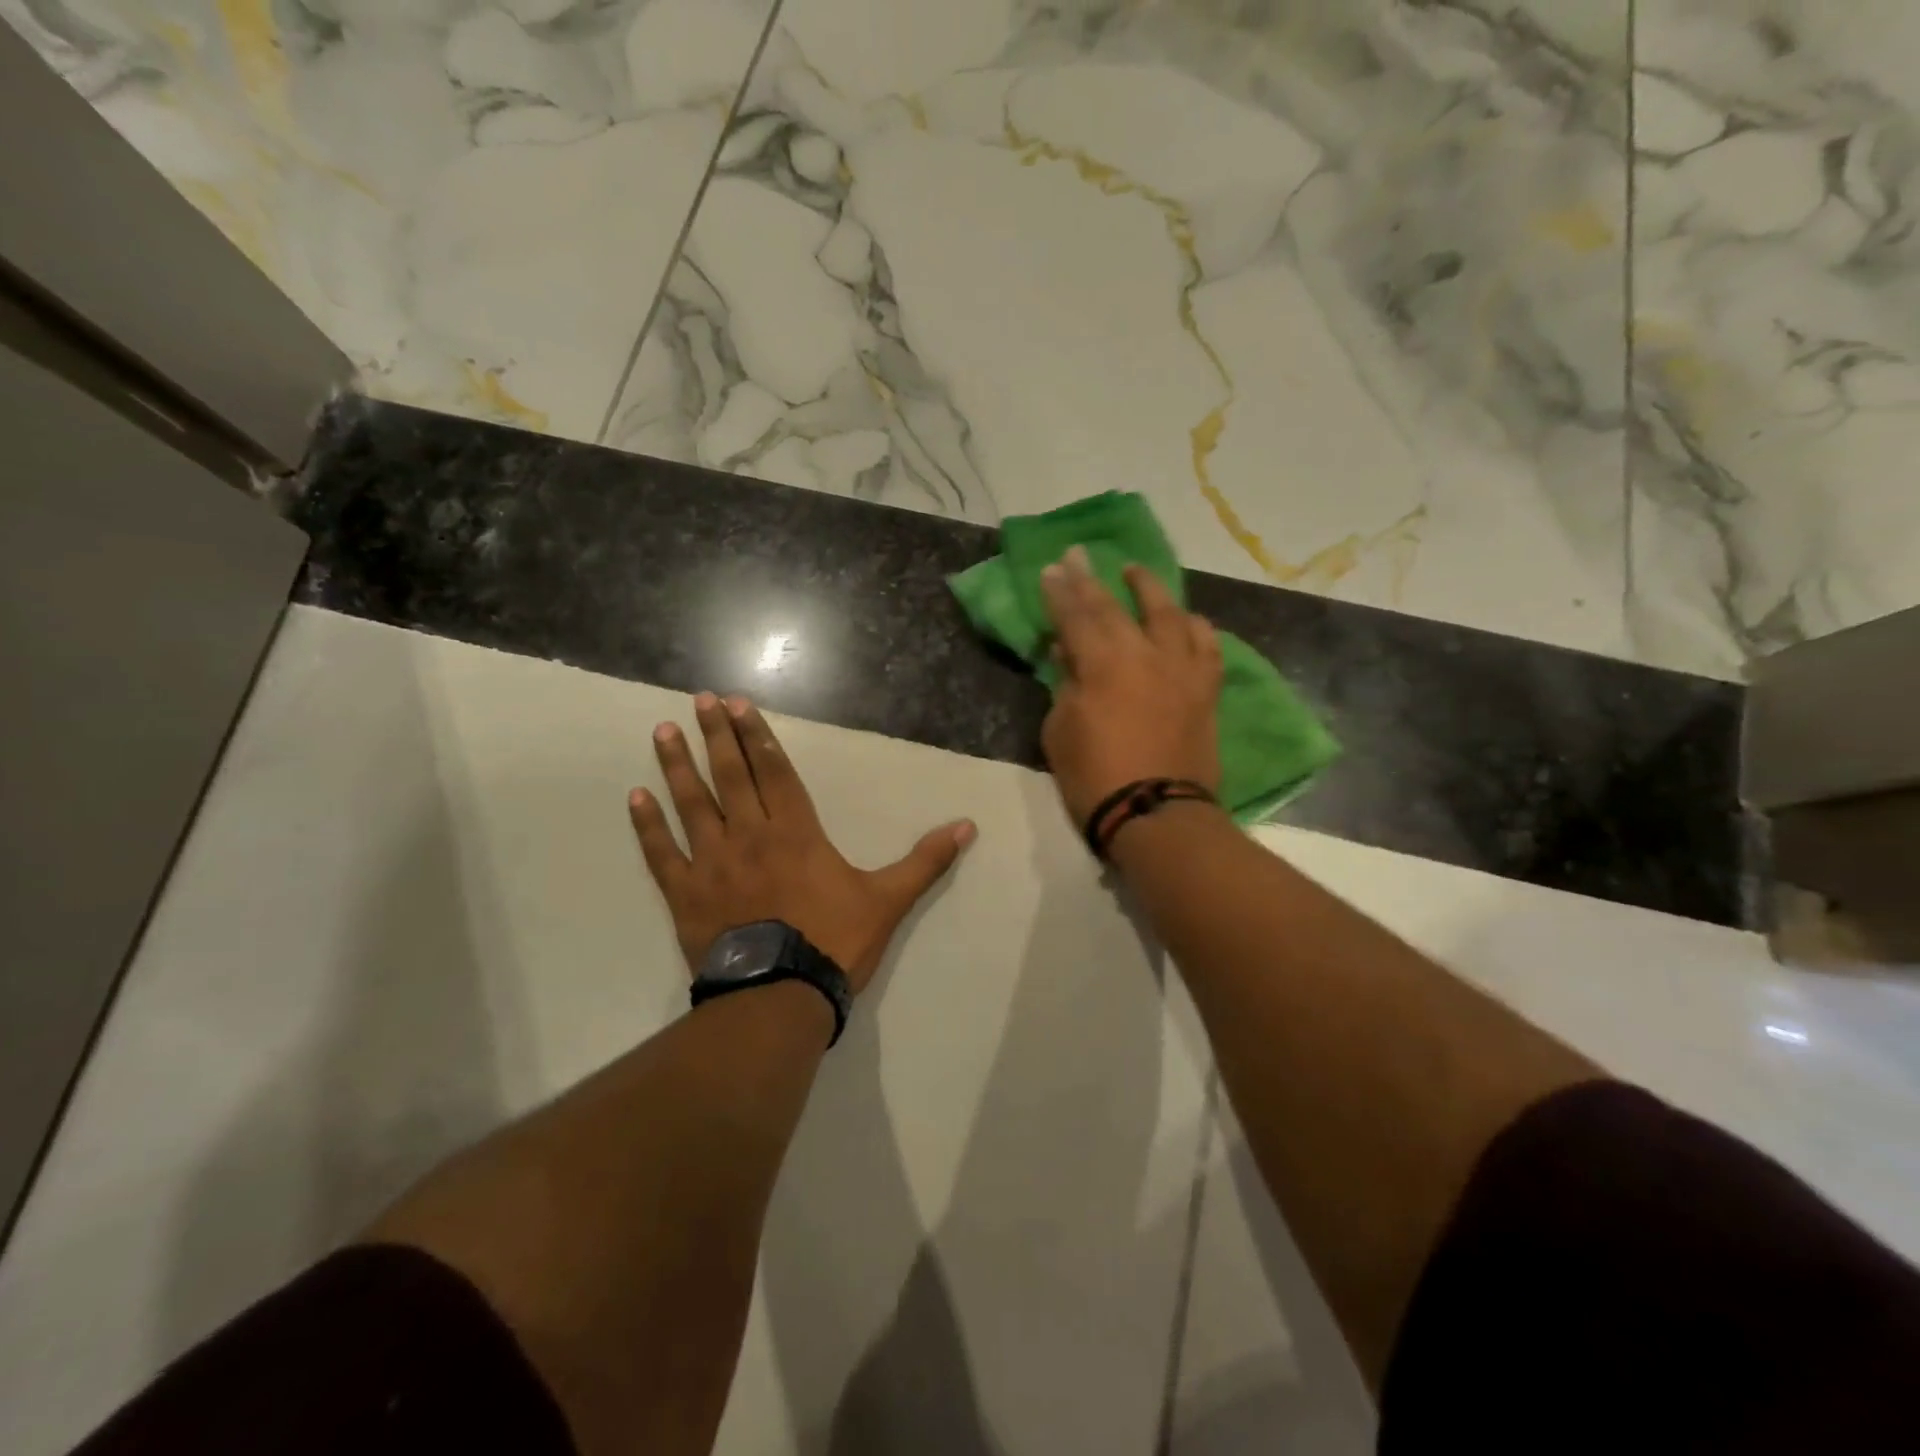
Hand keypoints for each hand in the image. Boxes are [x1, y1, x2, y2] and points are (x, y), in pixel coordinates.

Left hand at [628, 693, 975, 992]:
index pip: (775, 771)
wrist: (780, 996)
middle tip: (699, 700)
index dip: (757, 735)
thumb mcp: (888, 900)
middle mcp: (751, 835)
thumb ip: (925, 861)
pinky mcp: (686, 895)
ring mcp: (713, 863)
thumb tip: (968, 827)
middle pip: (731, 775)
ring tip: (662, 731)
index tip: (737, 704)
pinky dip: (647, 826)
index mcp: (796, 832)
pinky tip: (635, 797)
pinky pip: (662, 853)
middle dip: (716, 735)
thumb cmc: (835, 942)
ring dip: (677, 766)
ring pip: (692, 804)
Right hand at [1039, 546, 1223, 826]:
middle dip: (1092, 579)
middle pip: (1115, 606)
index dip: (1060, 591)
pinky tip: (1189, 620)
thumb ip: (1065, 685)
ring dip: (1149, 589)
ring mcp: (1181, 669)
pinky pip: (1207, 647)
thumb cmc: (1095, 777)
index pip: (1075, 616)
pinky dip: (1196, 628)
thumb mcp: (1060, 731)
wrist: (1156, 815)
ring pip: (1169, 614)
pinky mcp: (1205, 690)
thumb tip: (1069, 654)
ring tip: (1136, 573)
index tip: (1051, 568)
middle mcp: (1144, 654)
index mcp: (1102, 664)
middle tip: (1079, 553)